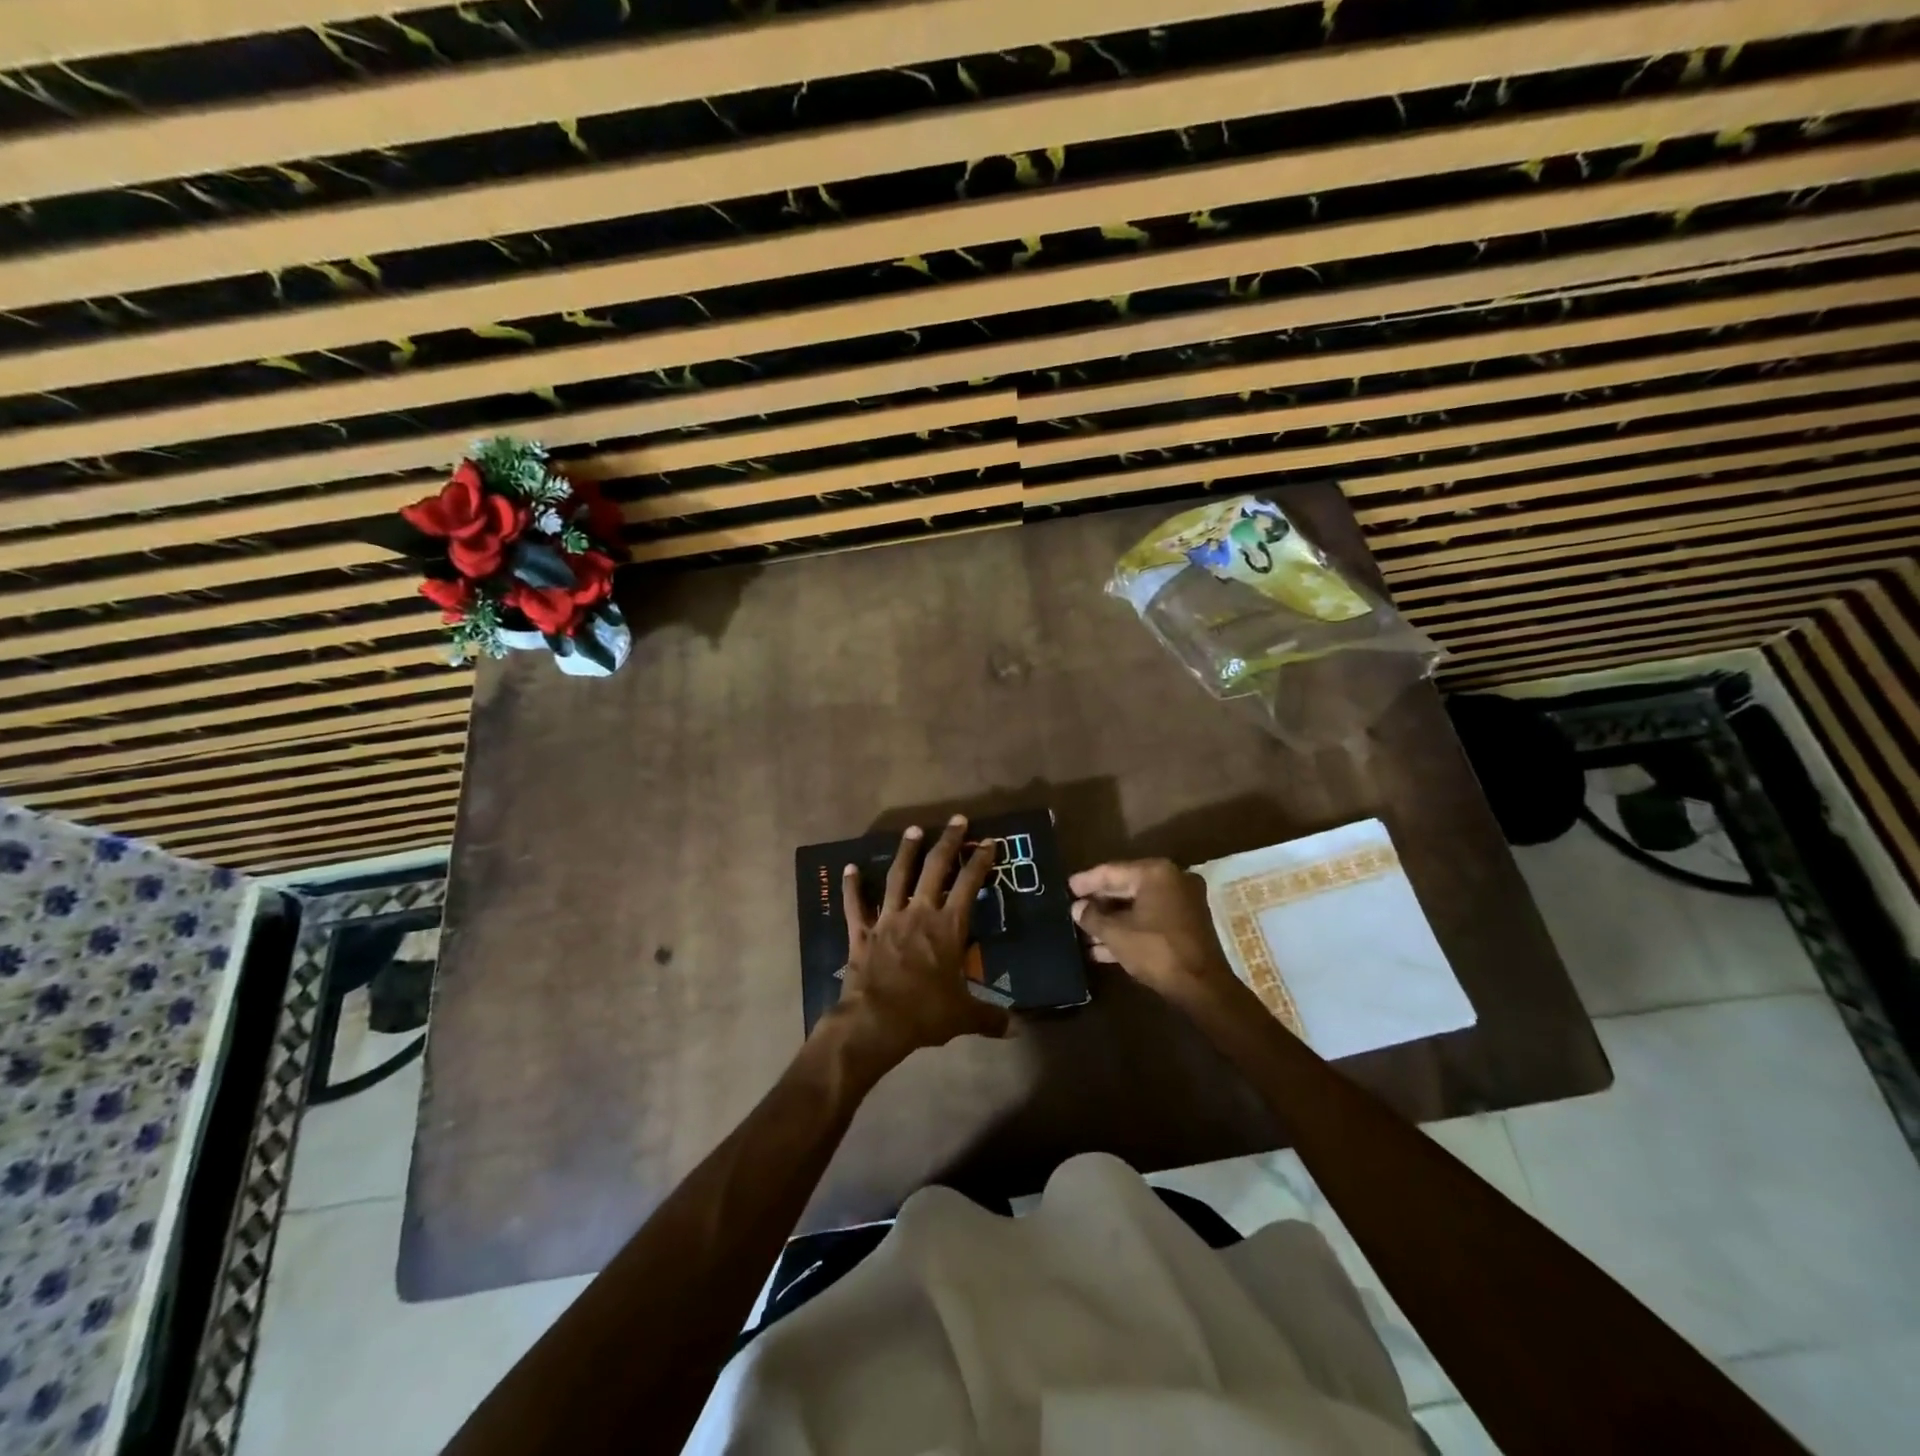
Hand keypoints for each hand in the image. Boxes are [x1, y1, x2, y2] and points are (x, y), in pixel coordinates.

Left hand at [828, 816, 1009, 1073]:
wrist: (875, 1021)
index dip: (980, 861)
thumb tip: (1017, 1028)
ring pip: (898, 877)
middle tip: (957, 819)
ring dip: (906, 852)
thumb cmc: (925, 1013)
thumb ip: (990, 1017)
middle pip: (935, 868)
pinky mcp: (862, 932)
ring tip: (912, 829)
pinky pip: (855, 905)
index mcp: (948, 927)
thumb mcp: (964, 1016)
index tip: (988, 841)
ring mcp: (888, 919)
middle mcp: (919, 914)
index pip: (969, 884)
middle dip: (948, 842)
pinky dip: (852, 886)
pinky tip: (849, 867)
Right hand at [1068, 859, 1238, 1006]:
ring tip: (1082, 932)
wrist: (1202, 987)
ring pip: (1137, 907)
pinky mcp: (1185, 926)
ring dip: (1110, 921)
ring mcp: (1181, 904)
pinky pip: (1149, 920)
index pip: (1112, 871)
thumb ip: (1092, 917)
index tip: (1066, 886)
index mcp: (1156, 873)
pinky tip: (1101, 948)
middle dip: (1098, 902)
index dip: (1086, 881)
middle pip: (1125, 887)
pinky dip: (1128, 930)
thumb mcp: (1116, 934)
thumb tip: (1076, 908)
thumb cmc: (1156, 950)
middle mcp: (1172, 881)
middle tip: (1073, 908)